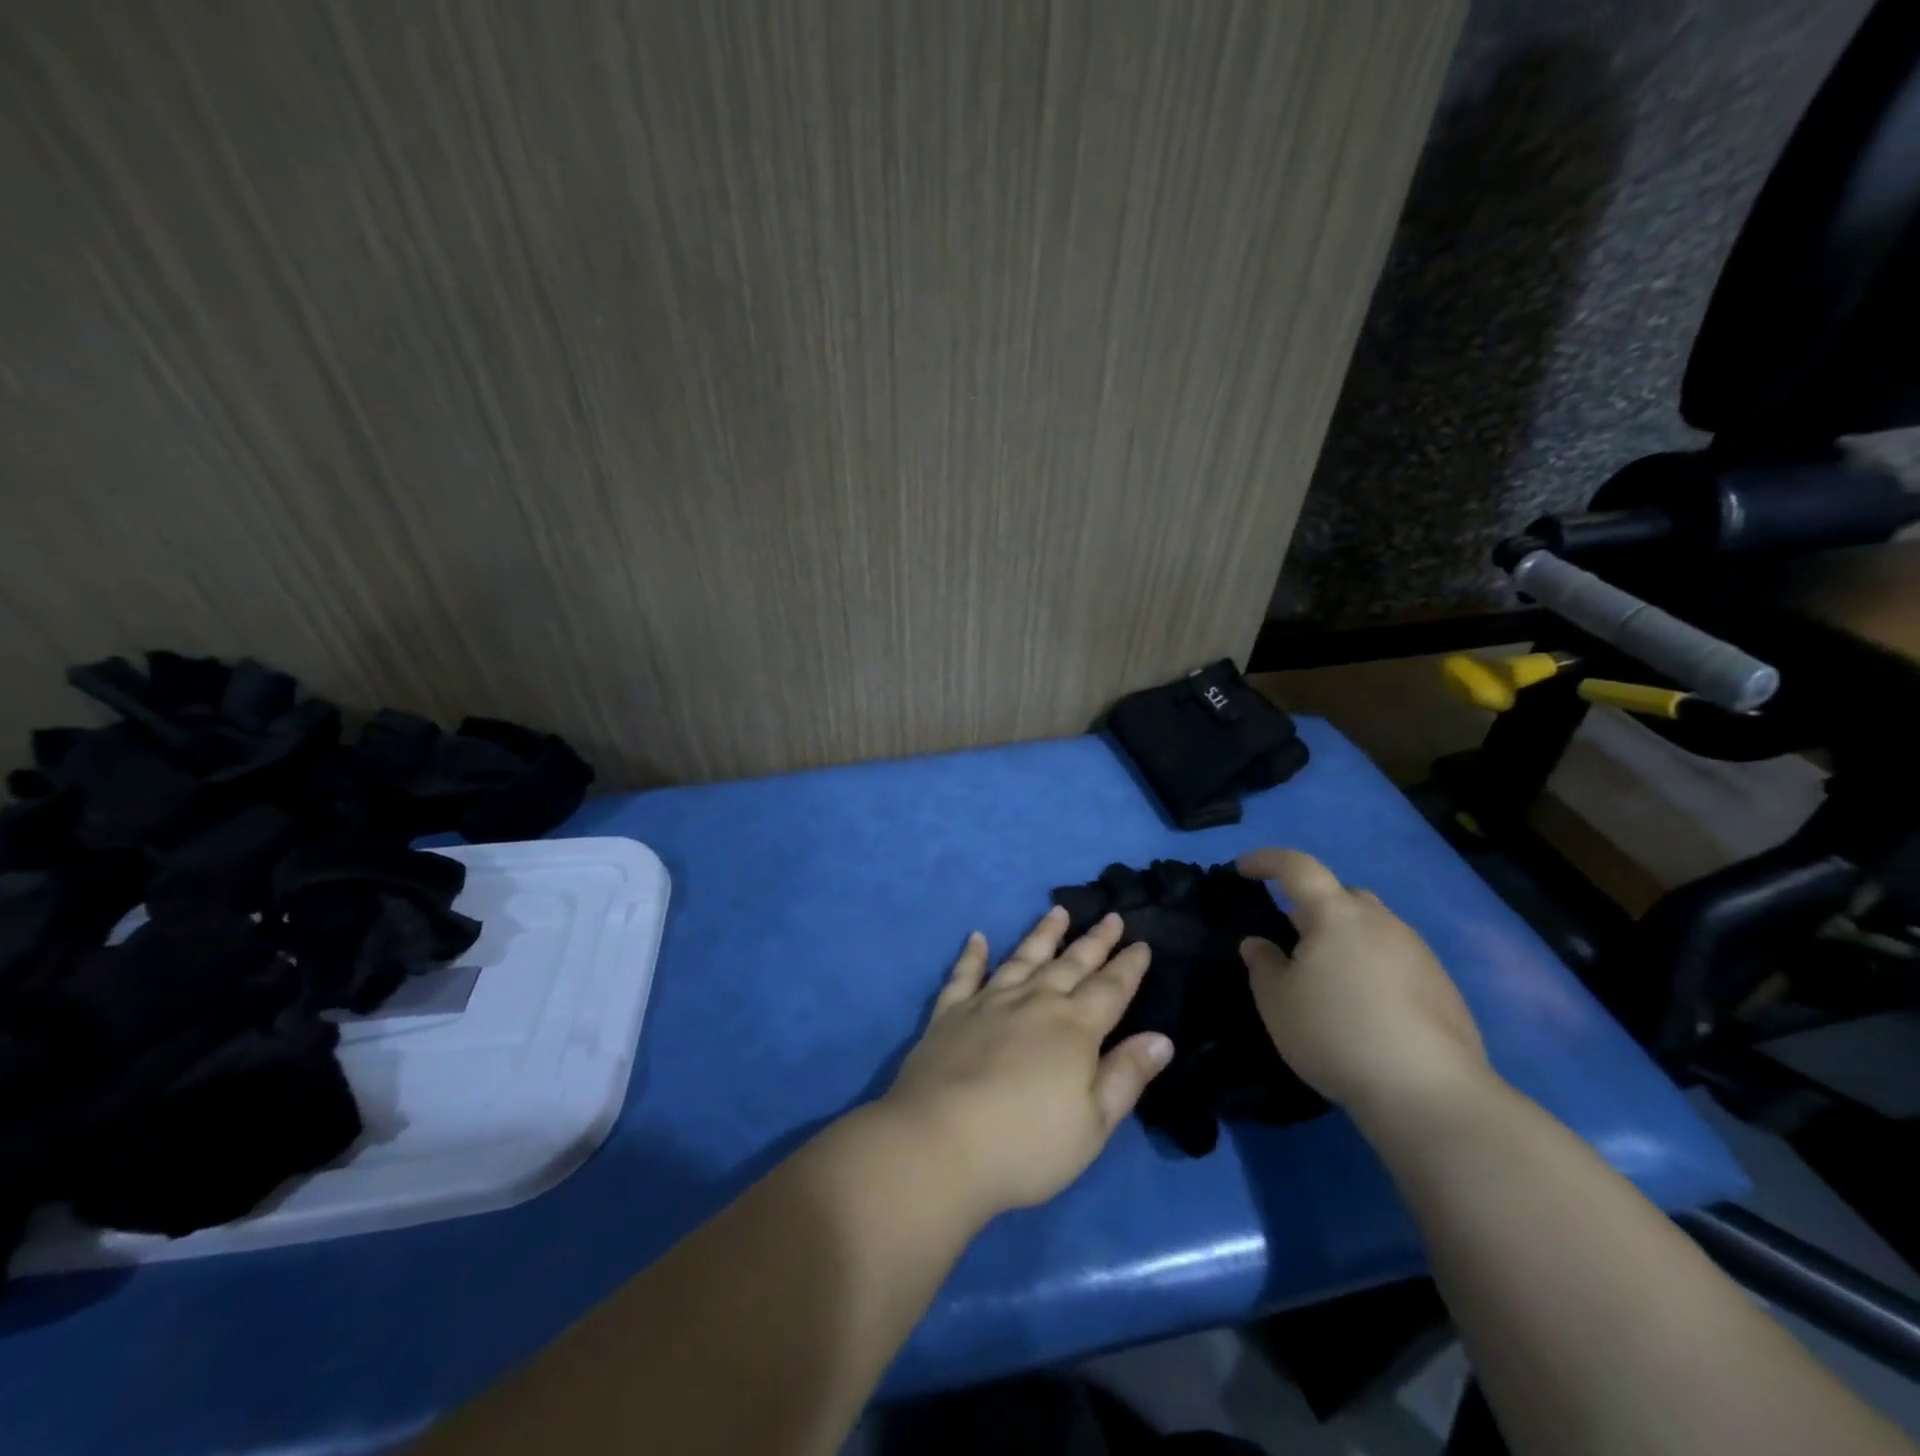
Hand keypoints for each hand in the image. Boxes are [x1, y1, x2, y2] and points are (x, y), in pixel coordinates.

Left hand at [877, 907, 1173, 1221]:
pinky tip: (977, 937)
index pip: (1109, 989)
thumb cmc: (1026, 1144)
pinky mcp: (950, 1013)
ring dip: (1042, 935)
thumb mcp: (1092, 1124)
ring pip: (1022, 958)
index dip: (1128, 966)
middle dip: (1094, 941)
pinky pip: (964, 975)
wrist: (939, 1142)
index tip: (1142, 942)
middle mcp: (1033, 1002)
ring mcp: (988, 1003)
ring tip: (1058, 911)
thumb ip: (1126, 1076)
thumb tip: (1161, 1037)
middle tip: (1111, 916)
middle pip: (1070, 964)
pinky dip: (972, 955)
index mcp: (1073, 1029)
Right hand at [1237, 849, 1491, 1118]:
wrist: (1429, 1092)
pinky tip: (1365, 1009)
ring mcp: (1418, 952)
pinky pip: (1396, 960)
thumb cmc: (1336, 1034)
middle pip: (1341, 896)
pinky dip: (1373, 969)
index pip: (1297, 867)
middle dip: (1313, 907)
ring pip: (1372, 928)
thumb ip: (1263, 965)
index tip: (1243, 869)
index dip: (1266, 861)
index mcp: (1335, 914)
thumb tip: (1259, 943)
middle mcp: (1380, 921)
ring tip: (1328, 980)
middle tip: (1291, 938)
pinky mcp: (1443, 986)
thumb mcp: (1277, 1002)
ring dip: (1346, 940)